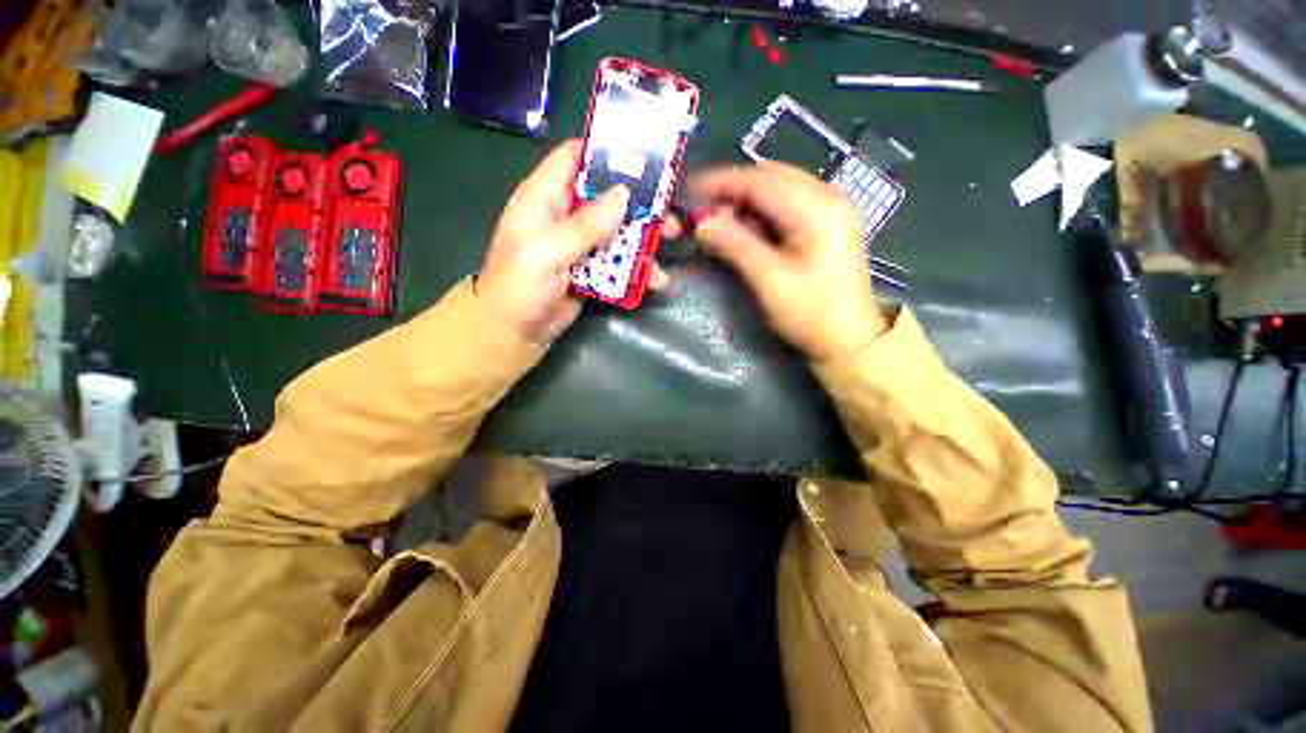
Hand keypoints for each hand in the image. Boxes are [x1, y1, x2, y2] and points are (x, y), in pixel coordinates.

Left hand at [477, 140, 672, 342]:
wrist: (515, 333)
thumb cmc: (519, 287)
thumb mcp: (545, 252)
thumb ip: (584, 226)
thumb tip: (623, 196)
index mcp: (543, 199)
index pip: (573, 159)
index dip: (605, 154)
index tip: (642, 159)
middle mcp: (564, 216)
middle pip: (605, 197)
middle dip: (638, 201)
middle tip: (668, 207)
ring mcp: (580, 246)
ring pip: (617, 231)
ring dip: (644, 237)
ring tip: (670, 243)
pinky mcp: (591, 270)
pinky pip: (619, 262)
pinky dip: (638, 269)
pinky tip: (656, 280)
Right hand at [691, 162, 886, 359]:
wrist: (849, 339)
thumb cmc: (810, 312)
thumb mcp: (769, 279)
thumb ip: (735, 245)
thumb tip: (701, 224)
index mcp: (817, 208)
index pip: (762, 181)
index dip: (724, 182)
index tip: (692, 190)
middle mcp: (829, 197)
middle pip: (773, 178)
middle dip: (735, 191)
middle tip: (706, 212)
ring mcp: (832, 210)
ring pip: (780, 190)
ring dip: (748, 202)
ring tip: (721, 222)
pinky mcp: (828, 225)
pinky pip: (789, 206)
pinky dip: (764, 213)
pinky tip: (747, 229)